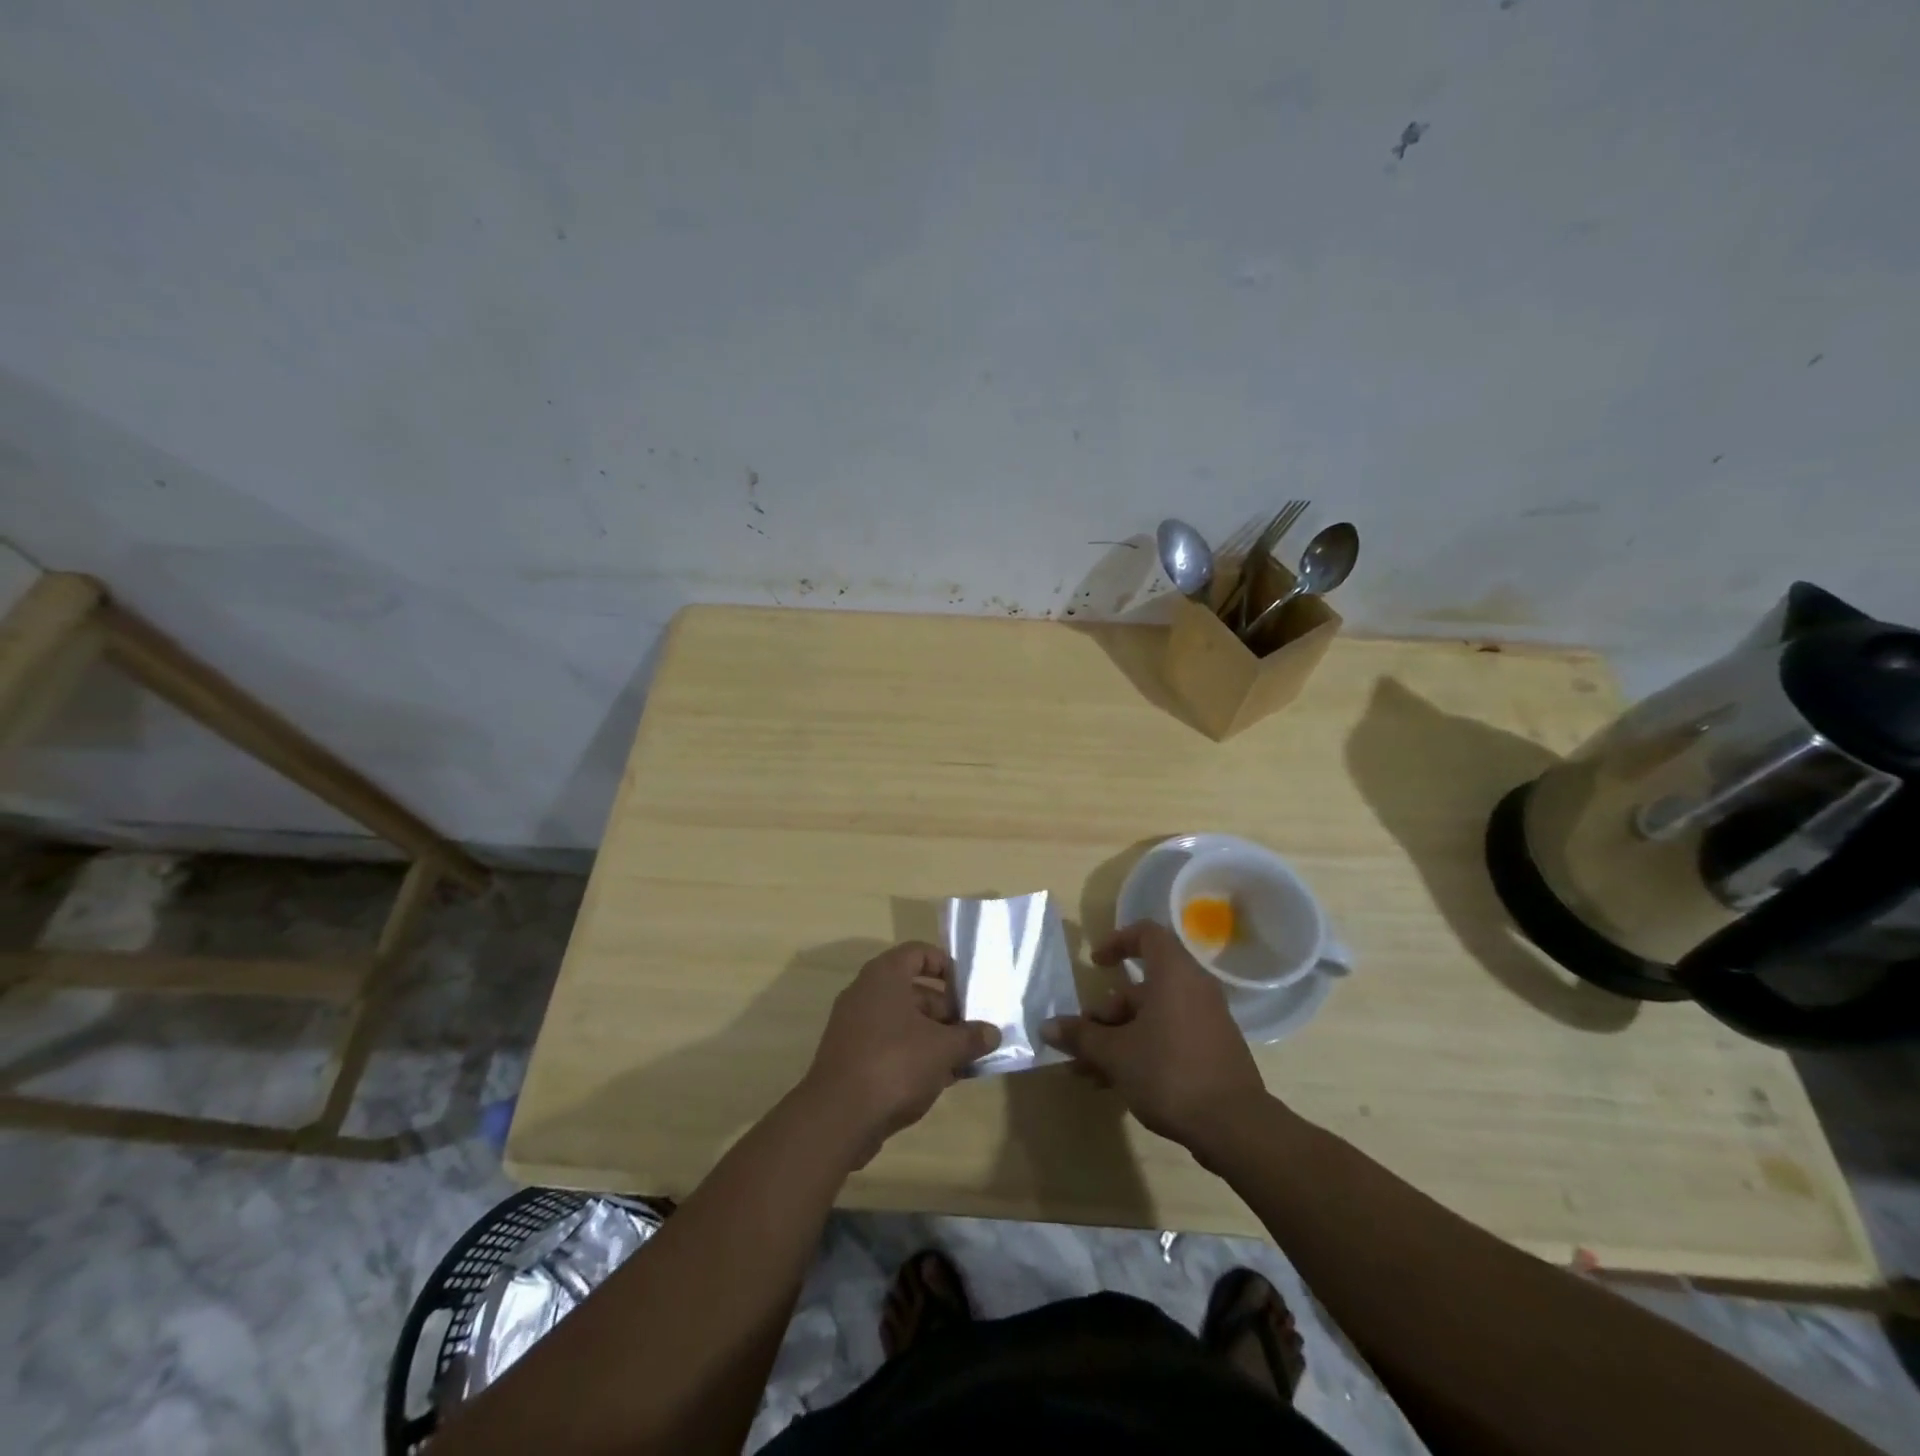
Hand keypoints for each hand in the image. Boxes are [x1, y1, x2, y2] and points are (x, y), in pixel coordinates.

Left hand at [801, 941, 999, 1160]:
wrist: (838, 1117)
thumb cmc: (895, 1064)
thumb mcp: (944, 1049)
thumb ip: (971, 1037)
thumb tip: (993, 1033)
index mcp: (884, 976)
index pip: (919, 953)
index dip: (946, 966)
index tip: (968, 989)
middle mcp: (865, 993)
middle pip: (914, 990)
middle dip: (947, 1010)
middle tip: (973, 1031)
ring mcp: (854, 1026)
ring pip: (903, 1021)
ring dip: (934, 1036)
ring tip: (963, 1059)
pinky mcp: (851, 1057)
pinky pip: (889, 1044)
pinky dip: (914, 1054)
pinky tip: (940, 1079)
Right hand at [1041, 921, 1268, 1149]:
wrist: (1234, 1126)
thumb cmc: (1169, 1072)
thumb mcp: (1115, 1054)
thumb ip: (1081, 1036)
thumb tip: (1047, 1027)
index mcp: (1173, 974)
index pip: (1146, 934)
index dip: (1117, 941)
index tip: (1095, 964)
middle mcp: (1193, 989)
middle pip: (1141, 987)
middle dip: (1106, 1014)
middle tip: (1082, 1040)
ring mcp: (1205, 1021)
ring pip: (1151, 1018)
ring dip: (1116, 1039)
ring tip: (1087, 1072)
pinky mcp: (1211, 1051)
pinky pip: (1168, 1037)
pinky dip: (1140, 1051)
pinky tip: (1113, 1084)